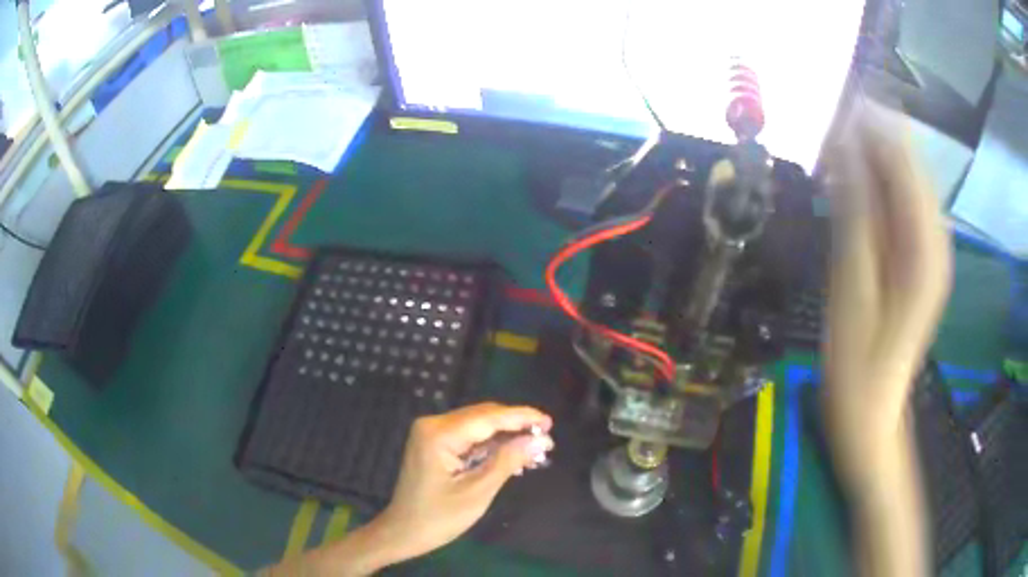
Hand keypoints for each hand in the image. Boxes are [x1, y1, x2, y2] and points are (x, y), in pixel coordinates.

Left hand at [375, 403, 553, 561]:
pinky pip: (468, 437)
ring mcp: (432, 433)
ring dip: (505, 436)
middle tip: (546, 439)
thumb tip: (539, 440)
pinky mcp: (434, 443)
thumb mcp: (477, 493)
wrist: (402, 532)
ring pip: (478, 425)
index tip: (549, 422)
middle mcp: (433, 425)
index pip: (488, 418)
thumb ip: (507, 462)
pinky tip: (511, 454)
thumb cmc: (438, 518)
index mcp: (439, 434)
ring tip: (535, 448)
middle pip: (483, 416)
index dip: (521, 417)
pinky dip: (490, 445)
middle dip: (515, 426)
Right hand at [822, 101, 950, 576]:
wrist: (870, 406)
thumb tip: (844, 144)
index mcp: (923, 243)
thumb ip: (854, 208)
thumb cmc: (856, 355)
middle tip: (829, 140)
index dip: (871, 126)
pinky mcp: (919, 258)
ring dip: (872, 164)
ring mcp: (929, 248)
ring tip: (835, 163)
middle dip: (871, 142)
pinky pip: (902, 206)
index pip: (904, 159)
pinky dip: (877, 190)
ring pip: (905, 181)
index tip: (834, 110)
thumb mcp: (851, 280)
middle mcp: (935, 237)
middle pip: (908, 164)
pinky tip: (852, 192)